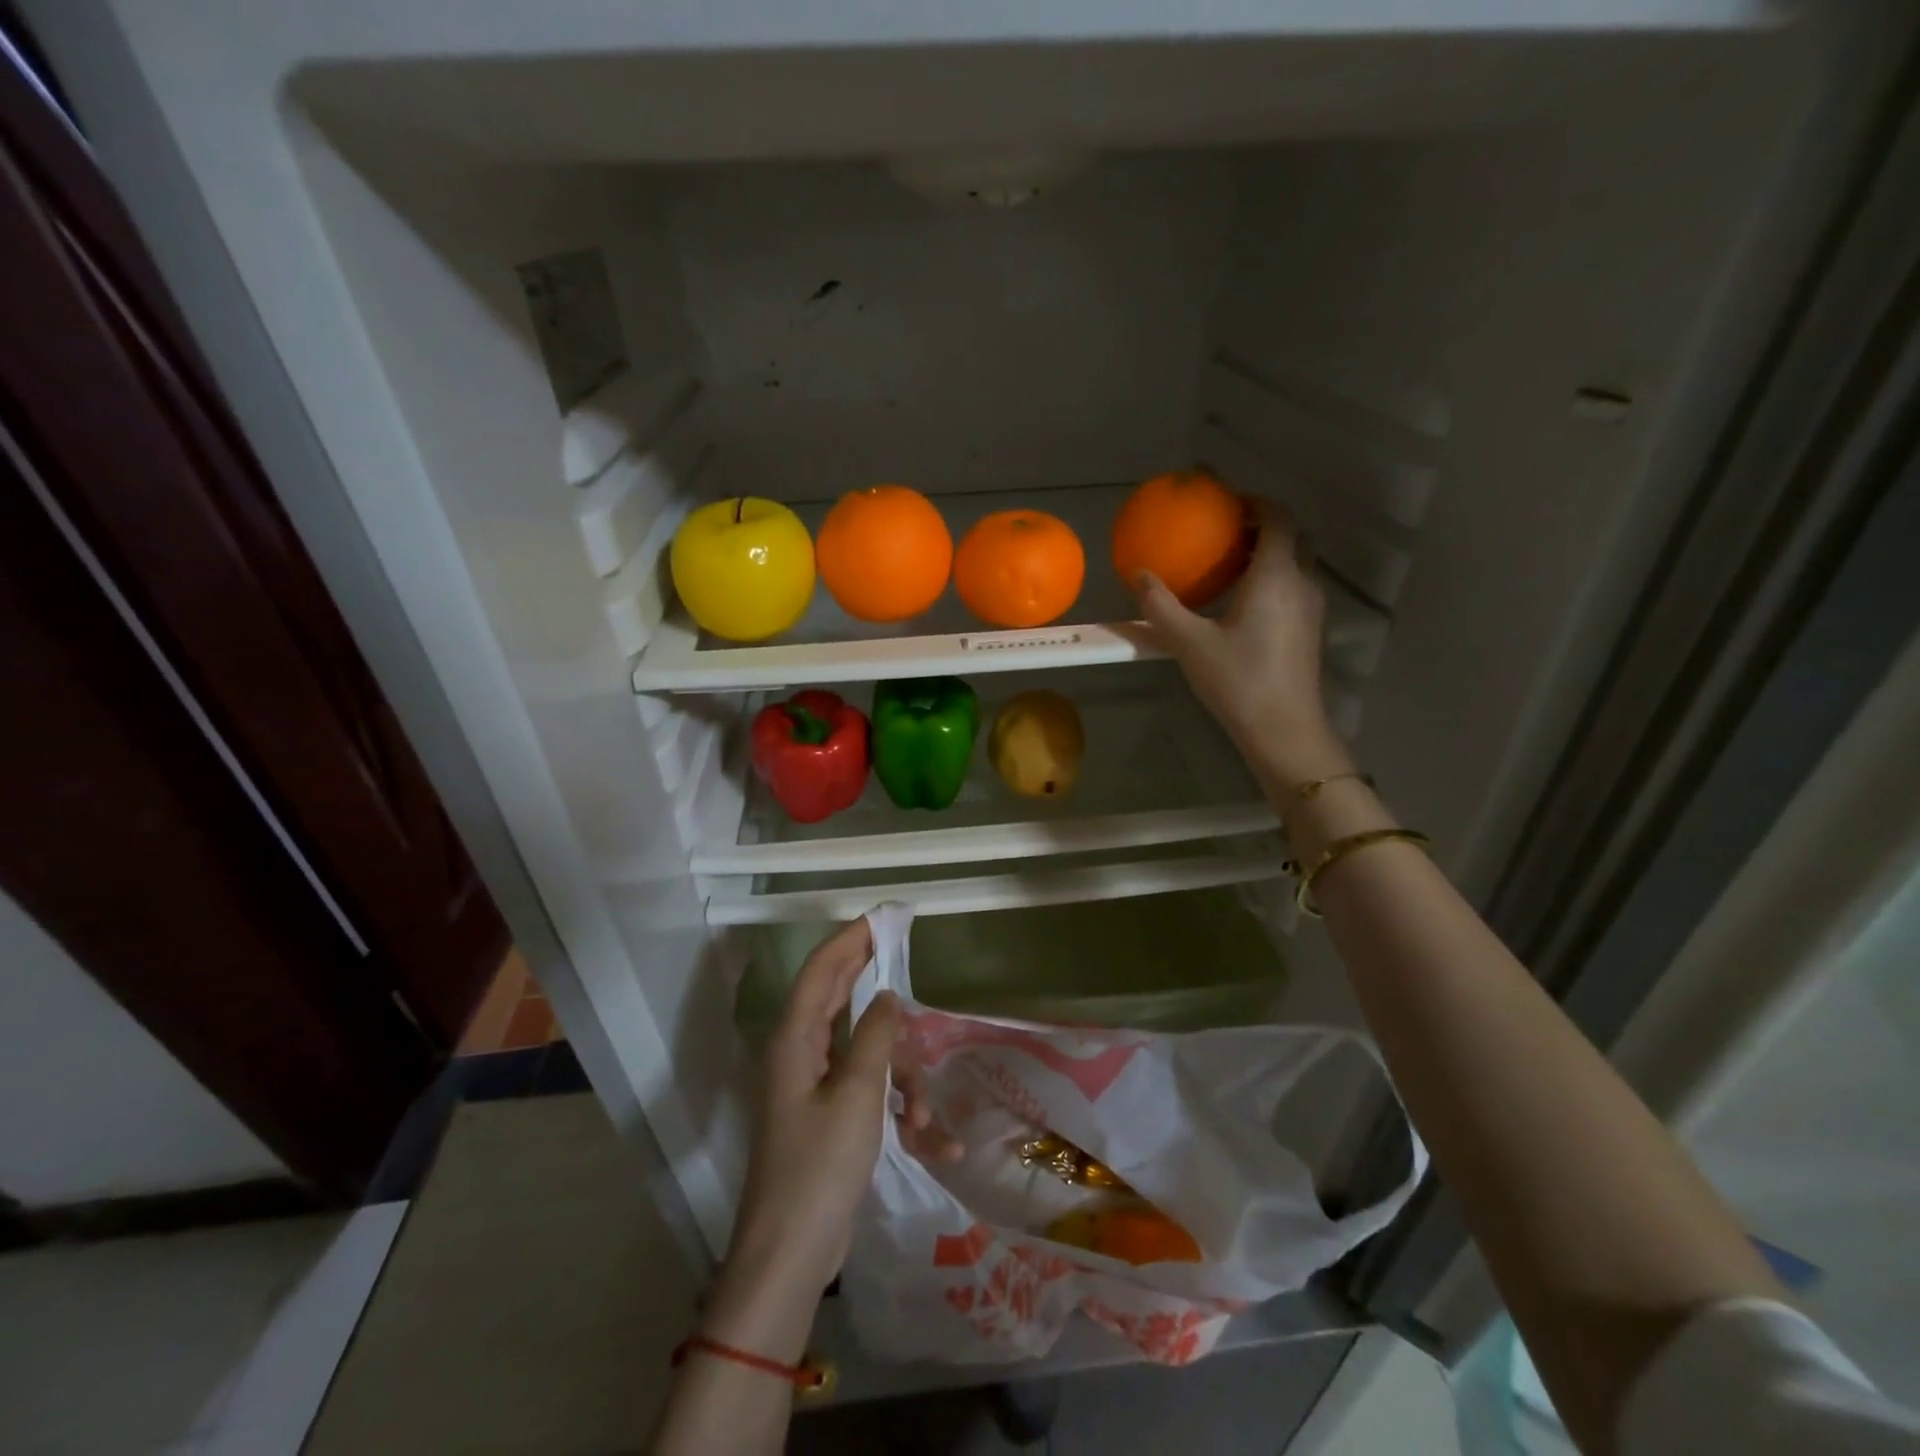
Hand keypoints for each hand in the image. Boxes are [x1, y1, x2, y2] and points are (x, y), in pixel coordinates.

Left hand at [727, 918, 957, 1298]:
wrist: (790, 1256)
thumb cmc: (820, 1168)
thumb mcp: (857, 1095)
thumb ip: (874, 1037)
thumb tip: (889, 995)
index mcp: (795, 1039)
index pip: (823, 969)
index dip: (852, 938)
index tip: (884, 916)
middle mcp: (800, 1053)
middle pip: (839, 996)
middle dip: (874, 978)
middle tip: (905, 951)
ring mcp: (815, 1086)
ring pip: (866, 1050)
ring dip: (901, 1073)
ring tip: (923, 1117)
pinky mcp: (830, 1117)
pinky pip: (869, 1089)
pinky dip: (896, 1104)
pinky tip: (930, 1140)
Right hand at [1134, 501, 1353, 788]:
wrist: (1284, 729)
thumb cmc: (1238, 681)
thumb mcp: (1189, 643)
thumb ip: (1161, 606)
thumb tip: (1138, 575)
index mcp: (1276, 576)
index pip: (1277, 518)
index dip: (1255, 502)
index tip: (1227, 502)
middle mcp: (1302, 583)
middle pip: (1293, 535)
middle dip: (1263, 524)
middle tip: (1228, 530)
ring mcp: (1311, 607)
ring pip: (1297, 562)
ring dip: (1269, 553)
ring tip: (1230, 564)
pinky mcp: (1310, 629)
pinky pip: (1294, 586)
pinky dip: (1273, 577)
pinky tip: (1241, 602)